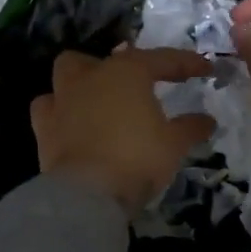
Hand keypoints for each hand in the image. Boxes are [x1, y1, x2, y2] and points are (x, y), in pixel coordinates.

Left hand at [31, 47, 215, 213]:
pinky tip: (71, 121)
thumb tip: (207, 121)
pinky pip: (48, 106)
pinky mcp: (43, 126)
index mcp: (127, 72)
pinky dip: (60, 110)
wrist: (87, 193)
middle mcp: (91, 76)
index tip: (206, 70)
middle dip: (124, 66)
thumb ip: (190, 128)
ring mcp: (63, 99)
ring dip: (84, 79)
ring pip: (68, 71)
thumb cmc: (137, 158)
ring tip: (101, 98)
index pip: (162, 59)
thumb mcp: (174, 144)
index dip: (187, 64)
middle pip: (107, 58)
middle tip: (141, 86)